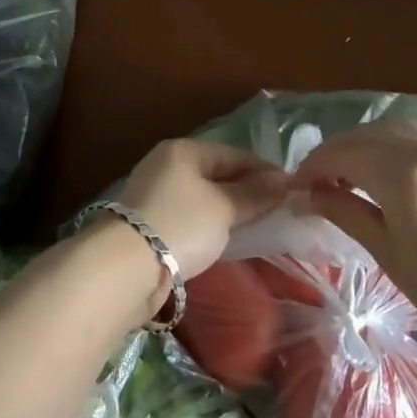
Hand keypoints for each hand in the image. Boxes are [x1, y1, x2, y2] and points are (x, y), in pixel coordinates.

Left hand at [116, 139, 288, 281]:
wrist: (125, 267)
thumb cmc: (180, 224)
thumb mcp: (224, 208)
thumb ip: (254, 194)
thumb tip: (284, 181)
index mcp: (183, 150)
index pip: (234, 154)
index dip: (264, 171)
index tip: (292, 190)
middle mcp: (165, 165)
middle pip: (216, 174)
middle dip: (246, 190)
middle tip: (277, 210)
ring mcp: (153, 193)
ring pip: (202, 197)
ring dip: (227, 209)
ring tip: (256, 226)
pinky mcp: (147, 222)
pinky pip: (189, 216)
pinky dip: (209, 224)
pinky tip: (223, 239)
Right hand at [291, 122, 416, 344]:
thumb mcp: (389, 254)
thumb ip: (346, 213)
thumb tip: (306, 197)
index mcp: (403, 176)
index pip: (343, 154)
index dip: (312, 167)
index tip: (293, 187)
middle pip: (364, 135)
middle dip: (333, 152)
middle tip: (313, 181)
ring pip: (391, 130)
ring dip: (361, 144)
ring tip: (345, 175)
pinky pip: (415, 140)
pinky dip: (388, 146)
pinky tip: (380, 174)